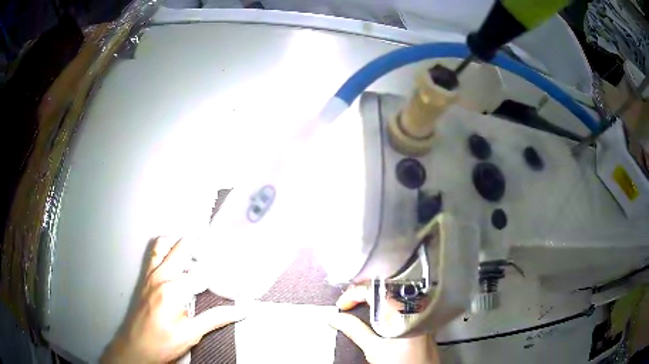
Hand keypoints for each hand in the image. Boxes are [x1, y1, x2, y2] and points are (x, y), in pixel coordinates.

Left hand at [101, 237, 245, 362]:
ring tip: (196, 254)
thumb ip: (216, 318)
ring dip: (180, 244)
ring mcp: (149, 274)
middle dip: (202, 248)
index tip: (233, 272)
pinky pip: (155, 254)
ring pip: (164, 244)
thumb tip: (243, 310)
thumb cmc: (164, 343)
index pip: (202, 273)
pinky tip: (177, 263)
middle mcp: (160, 276)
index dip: (220, 271)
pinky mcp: (144, 278)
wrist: (136, 347)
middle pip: (182, 248)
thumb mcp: (192, 334)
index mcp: (173, 291)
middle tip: (218, 255)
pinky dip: (167, 250)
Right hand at [328, 285, 438, 363]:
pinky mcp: (422, 317)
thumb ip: (354, 330)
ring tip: (357, 305)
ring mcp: (421, 311)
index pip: (376, 290)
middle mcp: (417, 307)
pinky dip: (384, 305)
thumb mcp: (374, 349)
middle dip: (362, 294)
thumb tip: (337, 318)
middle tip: (347, 303)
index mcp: (406, 311)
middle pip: (384, 289)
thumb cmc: (404, 363)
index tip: (342, 304)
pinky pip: (401, 302)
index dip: (354, 294)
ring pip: (393, 294)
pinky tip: (375, 313)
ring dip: (372, 299)